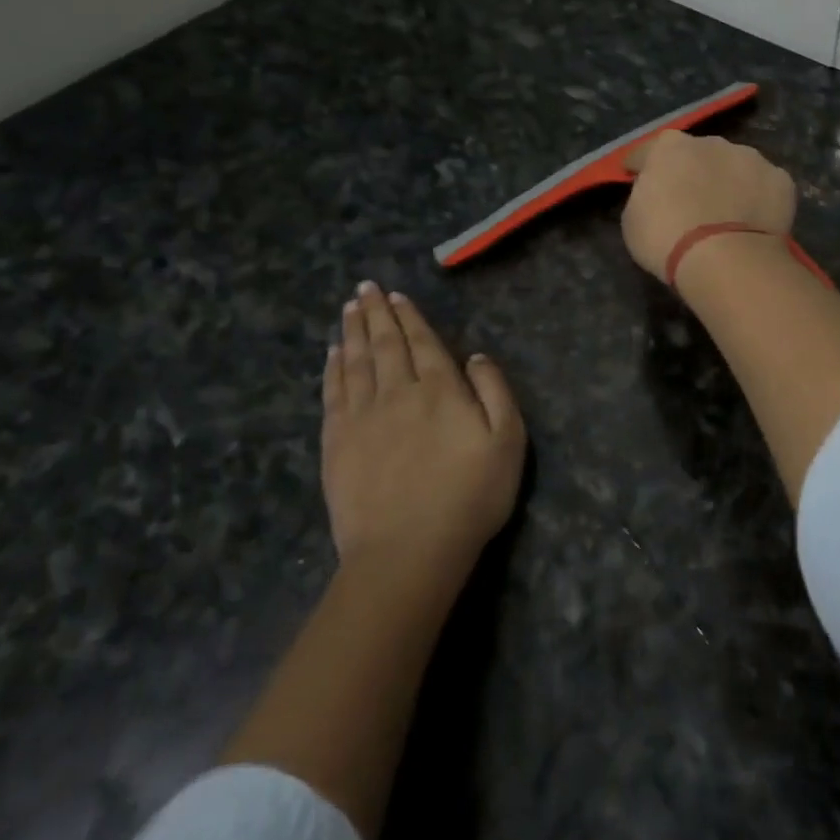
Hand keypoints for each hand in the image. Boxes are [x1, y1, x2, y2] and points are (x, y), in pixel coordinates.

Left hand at [321, 282, 526, 569]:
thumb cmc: (469, 496)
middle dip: (375, 313)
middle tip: (365, 287)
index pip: (422, 342)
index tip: (395, 295)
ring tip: (349, 308)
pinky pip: (334, 393)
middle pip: (384, 344)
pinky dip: (332, 369)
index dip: (408, 317)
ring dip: (352, 332)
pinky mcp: (337, 443)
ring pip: (355, 362)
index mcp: (439, 389)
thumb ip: (495, 391)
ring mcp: (362, 417)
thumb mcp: (507, 441)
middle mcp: (397, 391)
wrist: (408, 551)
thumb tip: (476, 356)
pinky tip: (332, 354)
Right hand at [621, 130, 796, 280]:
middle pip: (698, 155)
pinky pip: (764, 187)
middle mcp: (712, 142)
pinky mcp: (780, 180)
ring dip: (729, 183)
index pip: (648, 151)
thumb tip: (657, 192)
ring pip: (735, 167)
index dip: (641, 166)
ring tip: (729, 215)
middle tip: (691, 203)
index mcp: (669, 146)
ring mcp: (751, 158)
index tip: (637, 178)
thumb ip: (645, 195)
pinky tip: (754, 223)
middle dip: (693, 173)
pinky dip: (759, 200)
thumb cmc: (666, 239)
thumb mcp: (633, 219)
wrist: (725, 259)